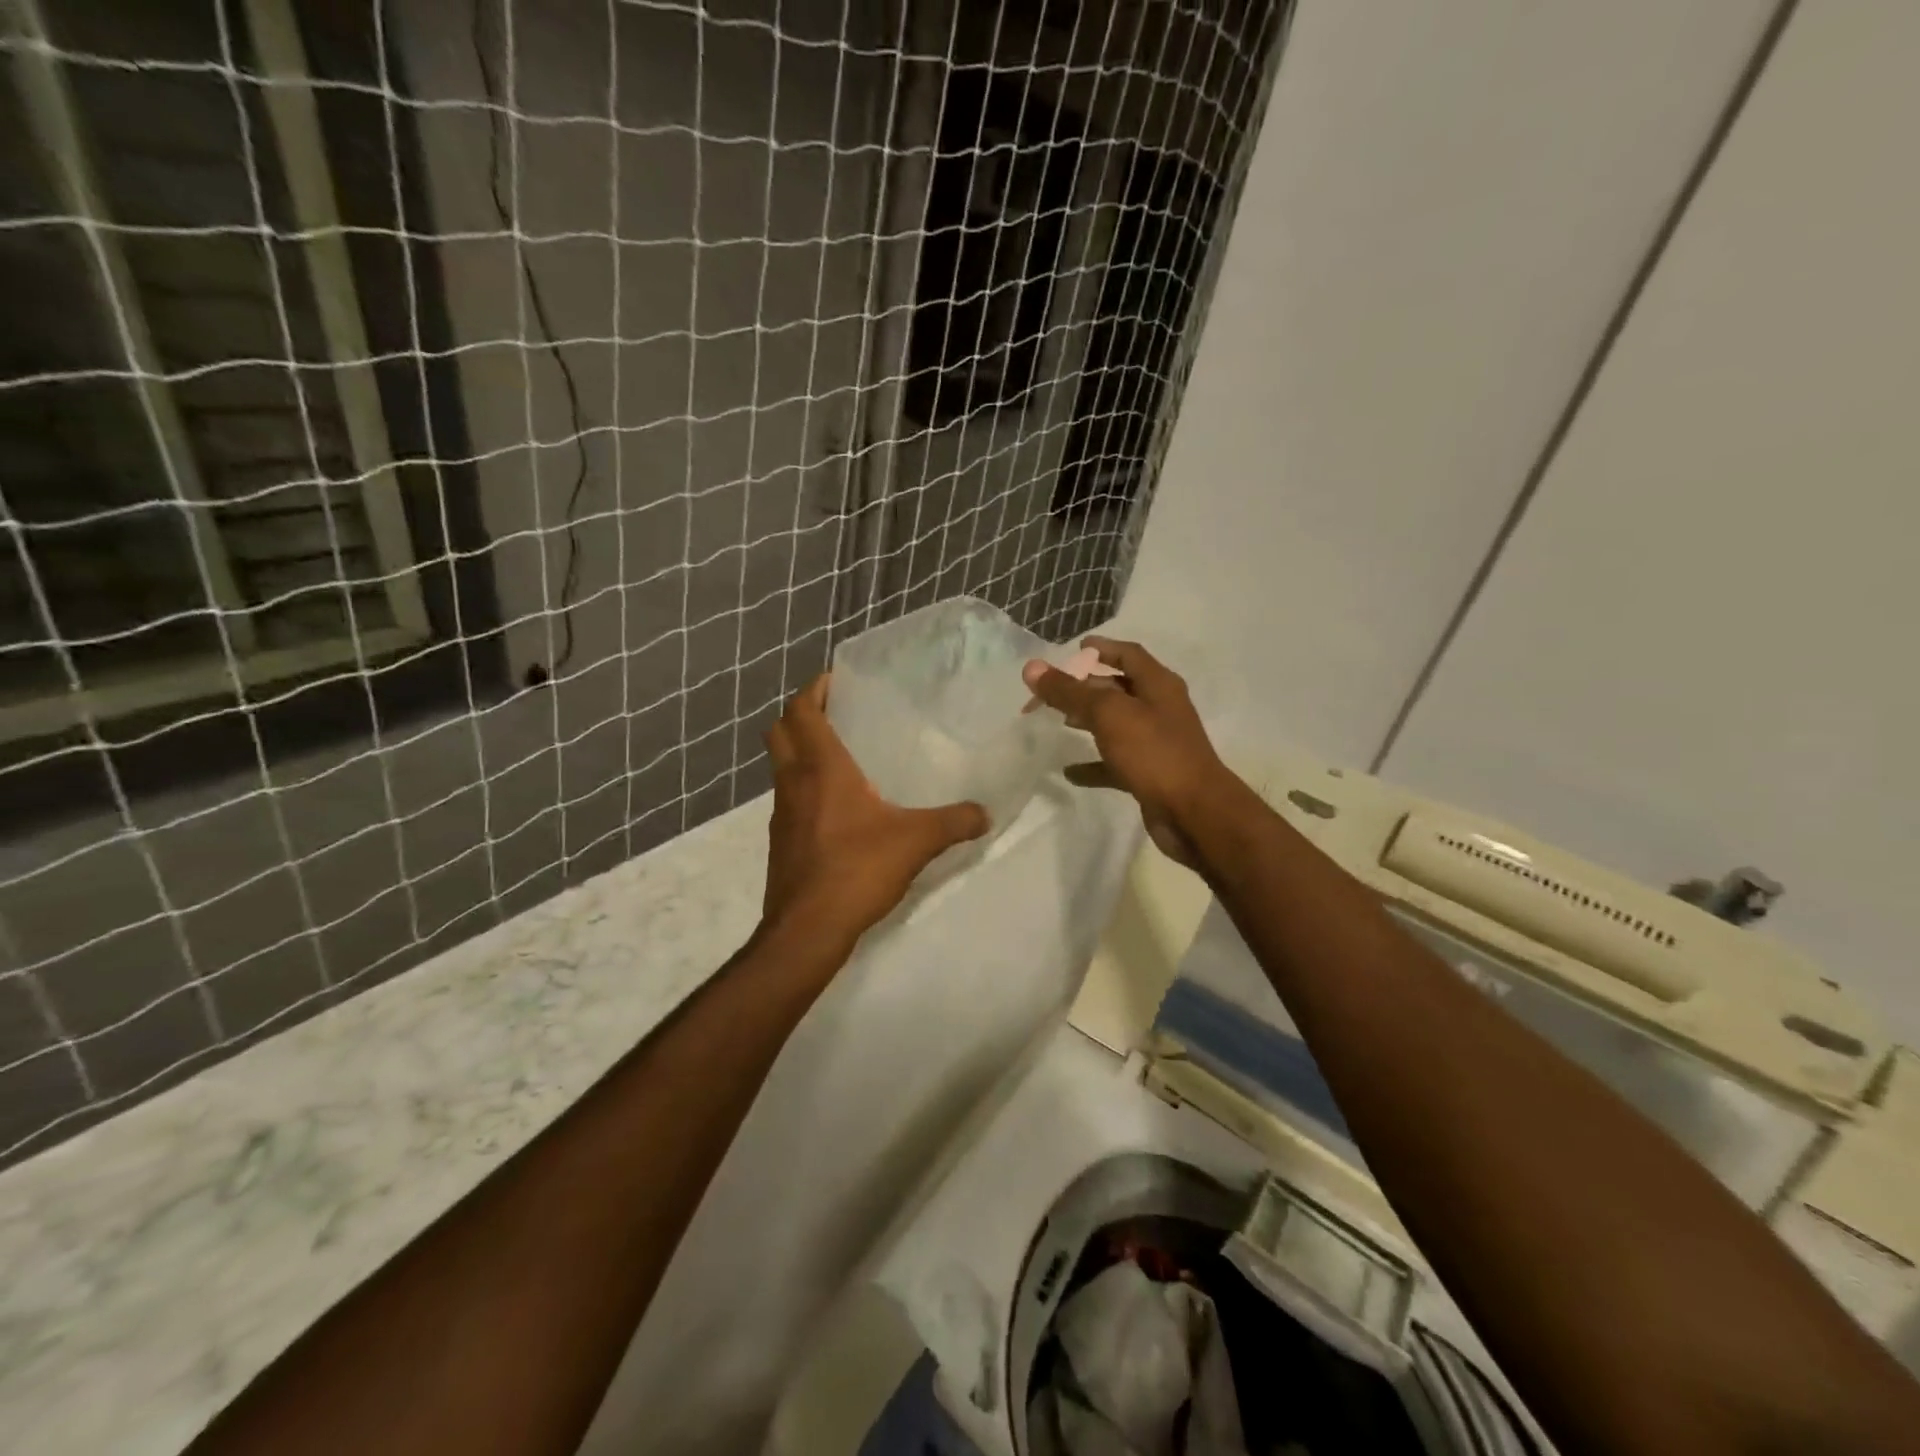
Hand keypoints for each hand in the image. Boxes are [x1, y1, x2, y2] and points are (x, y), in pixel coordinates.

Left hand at [761, 675, 988, 951]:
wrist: (807, 929)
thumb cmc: (857, 870)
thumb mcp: (916, 842)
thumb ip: (954, 822)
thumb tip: (985, 813)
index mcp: (821, 768)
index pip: (801, 710)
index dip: (813, 689)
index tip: (836, 680)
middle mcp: (794, 781)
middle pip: (780, 730)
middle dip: (801, 713)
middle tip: (836, 712)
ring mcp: (782, 812)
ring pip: (781, 764)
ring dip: (800, 750)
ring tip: (841, 754)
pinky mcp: (781, 840)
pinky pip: (789, 796)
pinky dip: (804, 785)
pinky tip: (838, 806)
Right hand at [1022, 637, 1238, 866]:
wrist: (1194, 813)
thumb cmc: (1154, 753)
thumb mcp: (1109, 715)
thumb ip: (1070, 692)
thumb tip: (1032, 668)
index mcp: (1158, 685)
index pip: (1128, 655)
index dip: (1102, 648)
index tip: (1074, 648)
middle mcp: (1160, 709)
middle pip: (1119, 689)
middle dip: (1086, 687)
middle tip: (1051, 691)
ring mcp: (1156, 743)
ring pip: (1116, 725)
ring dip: (1089, 721)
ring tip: (1058, 722)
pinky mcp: (1150, 774)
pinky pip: (1115, 763)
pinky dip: (1093, 764)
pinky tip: (1069, 772)